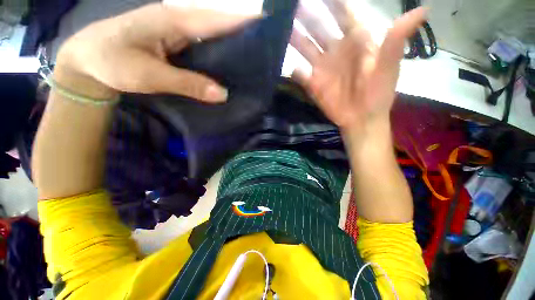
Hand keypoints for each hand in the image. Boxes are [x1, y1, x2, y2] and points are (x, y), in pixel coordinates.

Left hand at [54, 4, 258, 101]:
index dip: (242, 19)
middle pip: (219, 23)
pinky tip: (229, 65)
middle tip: (265, 45)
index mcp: (174, 20)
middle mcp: (180, 21)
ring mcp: (179, 31)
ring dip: (233, 43)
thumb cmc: (113, 61)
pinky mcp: (177, 42)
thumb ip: (188, 83)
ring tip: (254, 57)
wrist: (89, 59)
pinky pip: (205, 45)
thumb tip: (223, 94)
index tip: (266, 23)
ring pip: (213, 34)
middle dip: (243, 31)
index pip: (217, 18)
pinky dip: (219, 53)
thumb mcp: (149, 74)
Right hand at [290, 0, 425, 131]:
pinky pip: (300, 73)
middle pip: (318, 26)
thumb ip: (396, 40)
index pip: (343, 12)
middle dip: (306, 13)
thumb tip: (422, 10)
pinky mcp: (313, 84)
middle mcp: (335, 50)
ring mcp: (322, 67)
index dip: (333, 0)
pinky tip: (286, 64)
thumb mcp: (389, 67)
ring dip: (294, 36)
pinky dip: (293, 69)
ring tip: (281, 25)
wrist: (362, 118)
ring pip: (305, 47)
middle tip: (292, 3)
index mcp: (355, 40)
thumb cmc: (378, 93)